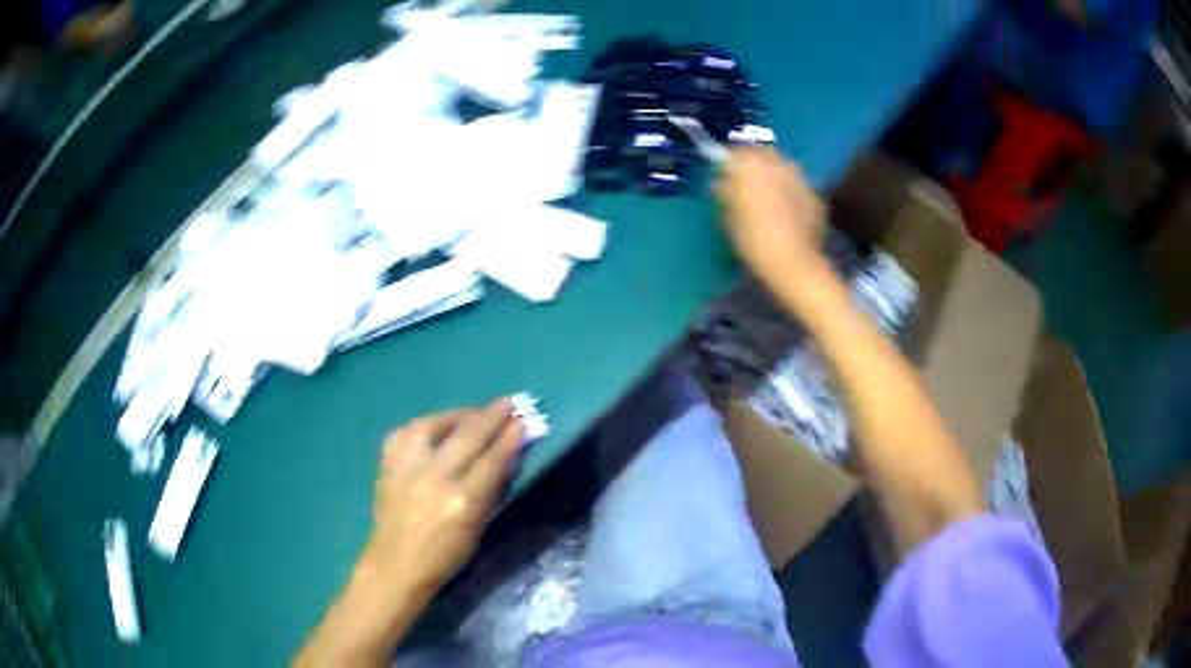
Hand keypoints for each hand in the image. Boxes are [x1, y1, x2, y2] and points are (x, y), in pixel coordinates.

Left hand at [363, 399, 523, 592]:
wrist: (395, 565)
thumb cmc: (444, 556)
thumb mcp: (477, 529)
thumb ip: (491, 491)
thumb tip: (507, 458)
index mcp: (461, 501)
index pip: (492, 460)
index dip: (509, 438)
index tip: (523, 420)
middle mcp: (434, 478)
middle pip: (467, 437)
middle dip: (490, 416)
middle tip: (508, 402)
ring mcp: (406, 469)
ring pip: (431, 426)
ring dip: (454, 415)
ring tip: (470, 414)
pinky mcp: (386, 466)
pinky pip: (402, 434)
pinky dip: (420, 428)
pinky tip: (431, 429)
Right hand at [715, 147, 825, 287]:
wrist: (793, 263)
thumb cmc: (753, 240)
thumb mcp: (728, 218)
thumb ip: (725, 193)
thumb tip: (722, 183)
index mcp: (752, 164)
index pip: (737, 151)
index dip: (732, 163)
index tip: (727, 176)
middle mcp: (779, 163)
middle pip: (764, 154)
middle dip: (757, 165)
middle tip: (749, 186)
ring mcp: (801, 178)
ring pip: (784, 169)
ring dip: (776, 178)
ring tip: (771, 199)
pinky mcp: (815, 195)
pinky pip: (798, 187)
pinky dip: (792, 194)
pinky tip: (788, 214)